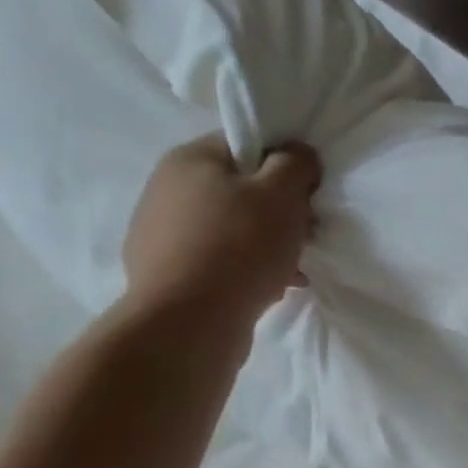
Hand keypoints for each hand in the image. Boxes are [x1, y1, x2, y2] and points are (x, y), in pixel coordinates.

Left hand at [121, 133, 320, 330]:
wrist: (189, 323)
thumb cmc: (239, 248)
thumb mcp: (281, 195)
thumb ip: (295, 164)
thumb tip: (299, 153)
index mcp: (190, 159)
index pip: (245, 144)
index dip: (283, 166)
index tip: (307, 196)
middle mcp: (167, 189)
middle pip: (238, 190)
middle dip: (276, 213)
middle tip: (302, 237)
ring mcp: (161, 234)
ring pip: (230, 230)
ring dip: (264, 247)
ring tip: (290, 272)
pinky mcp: (166, 274)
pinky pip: (217, 262)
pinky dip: (244, 272)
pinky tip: (266, 291)